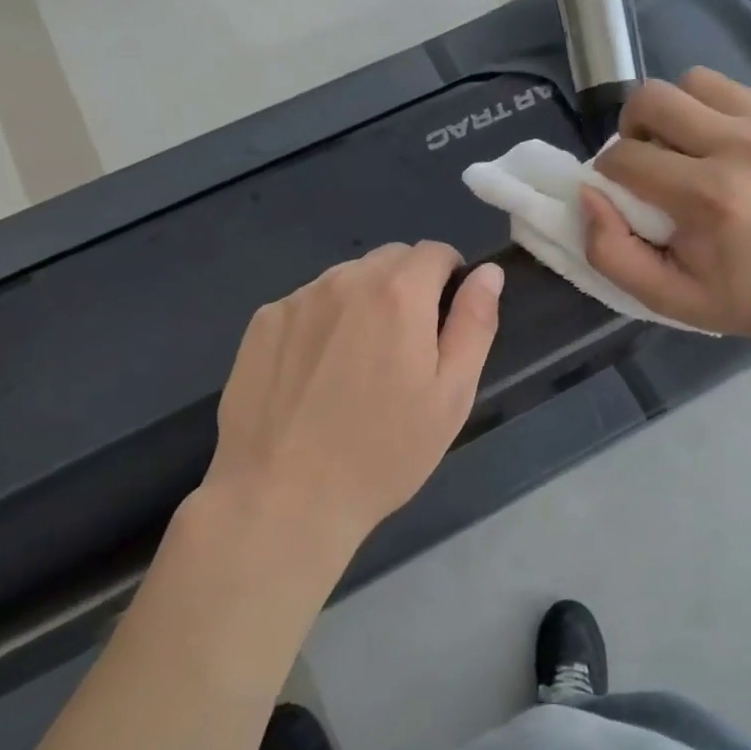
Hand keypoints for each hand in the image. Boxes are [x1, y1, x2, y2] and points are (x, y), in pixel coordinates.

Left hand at [205, 243, 503, 546]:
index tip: (444, 322)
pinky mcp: (262, 323)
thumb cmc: (383, 452)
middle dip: (407, 287)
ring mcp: (297, 299)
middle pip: (390, 259)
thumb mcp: (452, 395)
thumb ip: (474, 323)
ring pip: (347, 278)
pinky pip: (307, 302)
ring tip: (356, 364)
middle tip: (404, 349)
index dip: (449, 279)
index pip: (435, 252)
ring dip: (363, 301)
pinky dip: (322, 321)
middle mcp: (345, 280)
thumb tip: (488, 273)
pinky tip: (315, 373)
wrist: (283, 497)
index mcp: (399, 294)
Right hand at [584, 68, 750, 343]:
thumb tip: (588, 193)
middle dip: (634, 127)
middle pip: (654, 97)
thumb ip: (610, 251)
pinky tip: (724, 149)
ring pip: (694, 81)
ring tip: (686, 149)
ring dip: (676, 112)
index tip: (623, 193)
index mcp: (709, 197)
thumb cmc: (736, 296)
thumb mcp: (663, 297)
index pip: (625, 156)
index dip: (609, 172)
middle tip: (647, 159)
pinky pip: (733, 90)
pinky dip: (714, 112)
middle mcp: (743, 147)